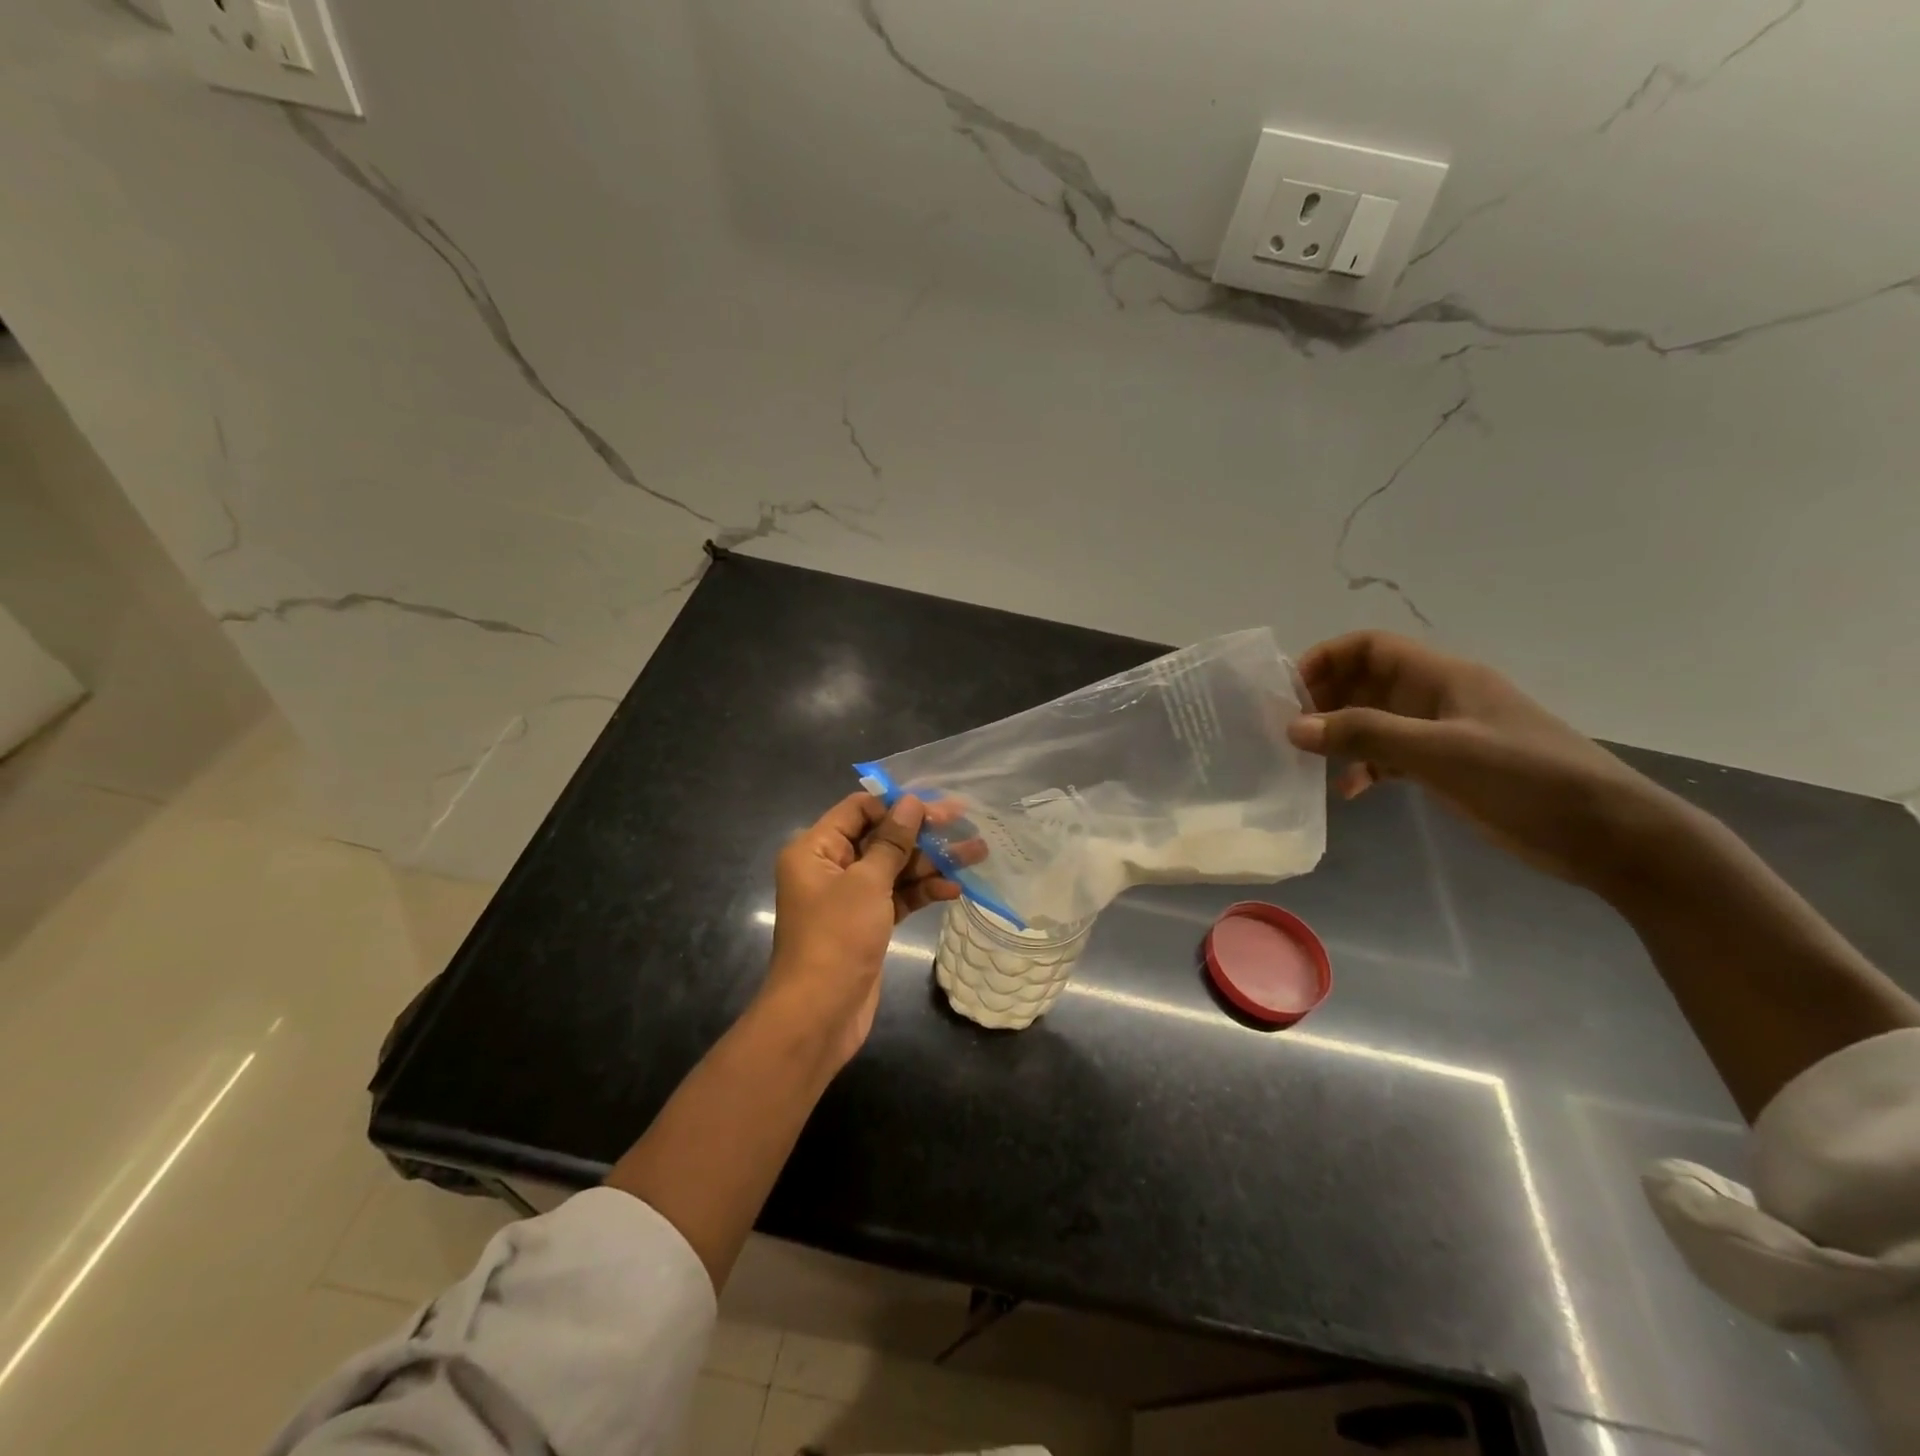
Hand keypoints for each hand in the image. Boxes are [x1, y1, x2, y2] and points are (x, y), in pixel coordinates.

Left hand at [762, 793, 960, 1065]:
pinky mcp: (868, 923)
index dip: (897, 805)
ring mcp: (850, 897)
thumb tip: (912, 803)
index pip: (858, 809)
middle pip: (880, 837)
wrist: (819, 1015)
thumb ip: (892, 841)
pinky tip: (955, 889)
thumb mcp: (866, 883)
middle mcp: (830, 867)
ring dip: (931, 862)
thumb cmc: (836, 938)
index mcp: (816, 849)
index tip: (936, 805)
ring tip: (976, 853)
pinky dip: (923, 891)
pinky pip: (898, 896)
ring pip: (895, 868)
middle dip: (922, 833)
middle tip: (965, 823)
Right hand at [1285, 631, 1682, 886]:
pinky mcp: (1449, 766)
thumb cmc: (1527, 780)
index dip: (1327, 658)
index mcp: (1442, 677)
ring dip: (1341, 735)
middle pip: (1366, 681)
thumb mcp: (1440, 753)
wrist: (1607, 833)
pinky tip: (1349, 791)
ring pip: (1375, 720)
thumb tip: (1294, 726)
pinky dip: (1365, 767)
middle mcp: (1437, 697)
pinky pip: (1391, 755)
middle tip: (1290, 732)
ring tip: (1309, 761)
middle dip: (1325, 699)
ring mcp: (1444, 733)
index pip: (1370, 646)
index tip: (1291, 693)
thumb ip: (1366, 736)